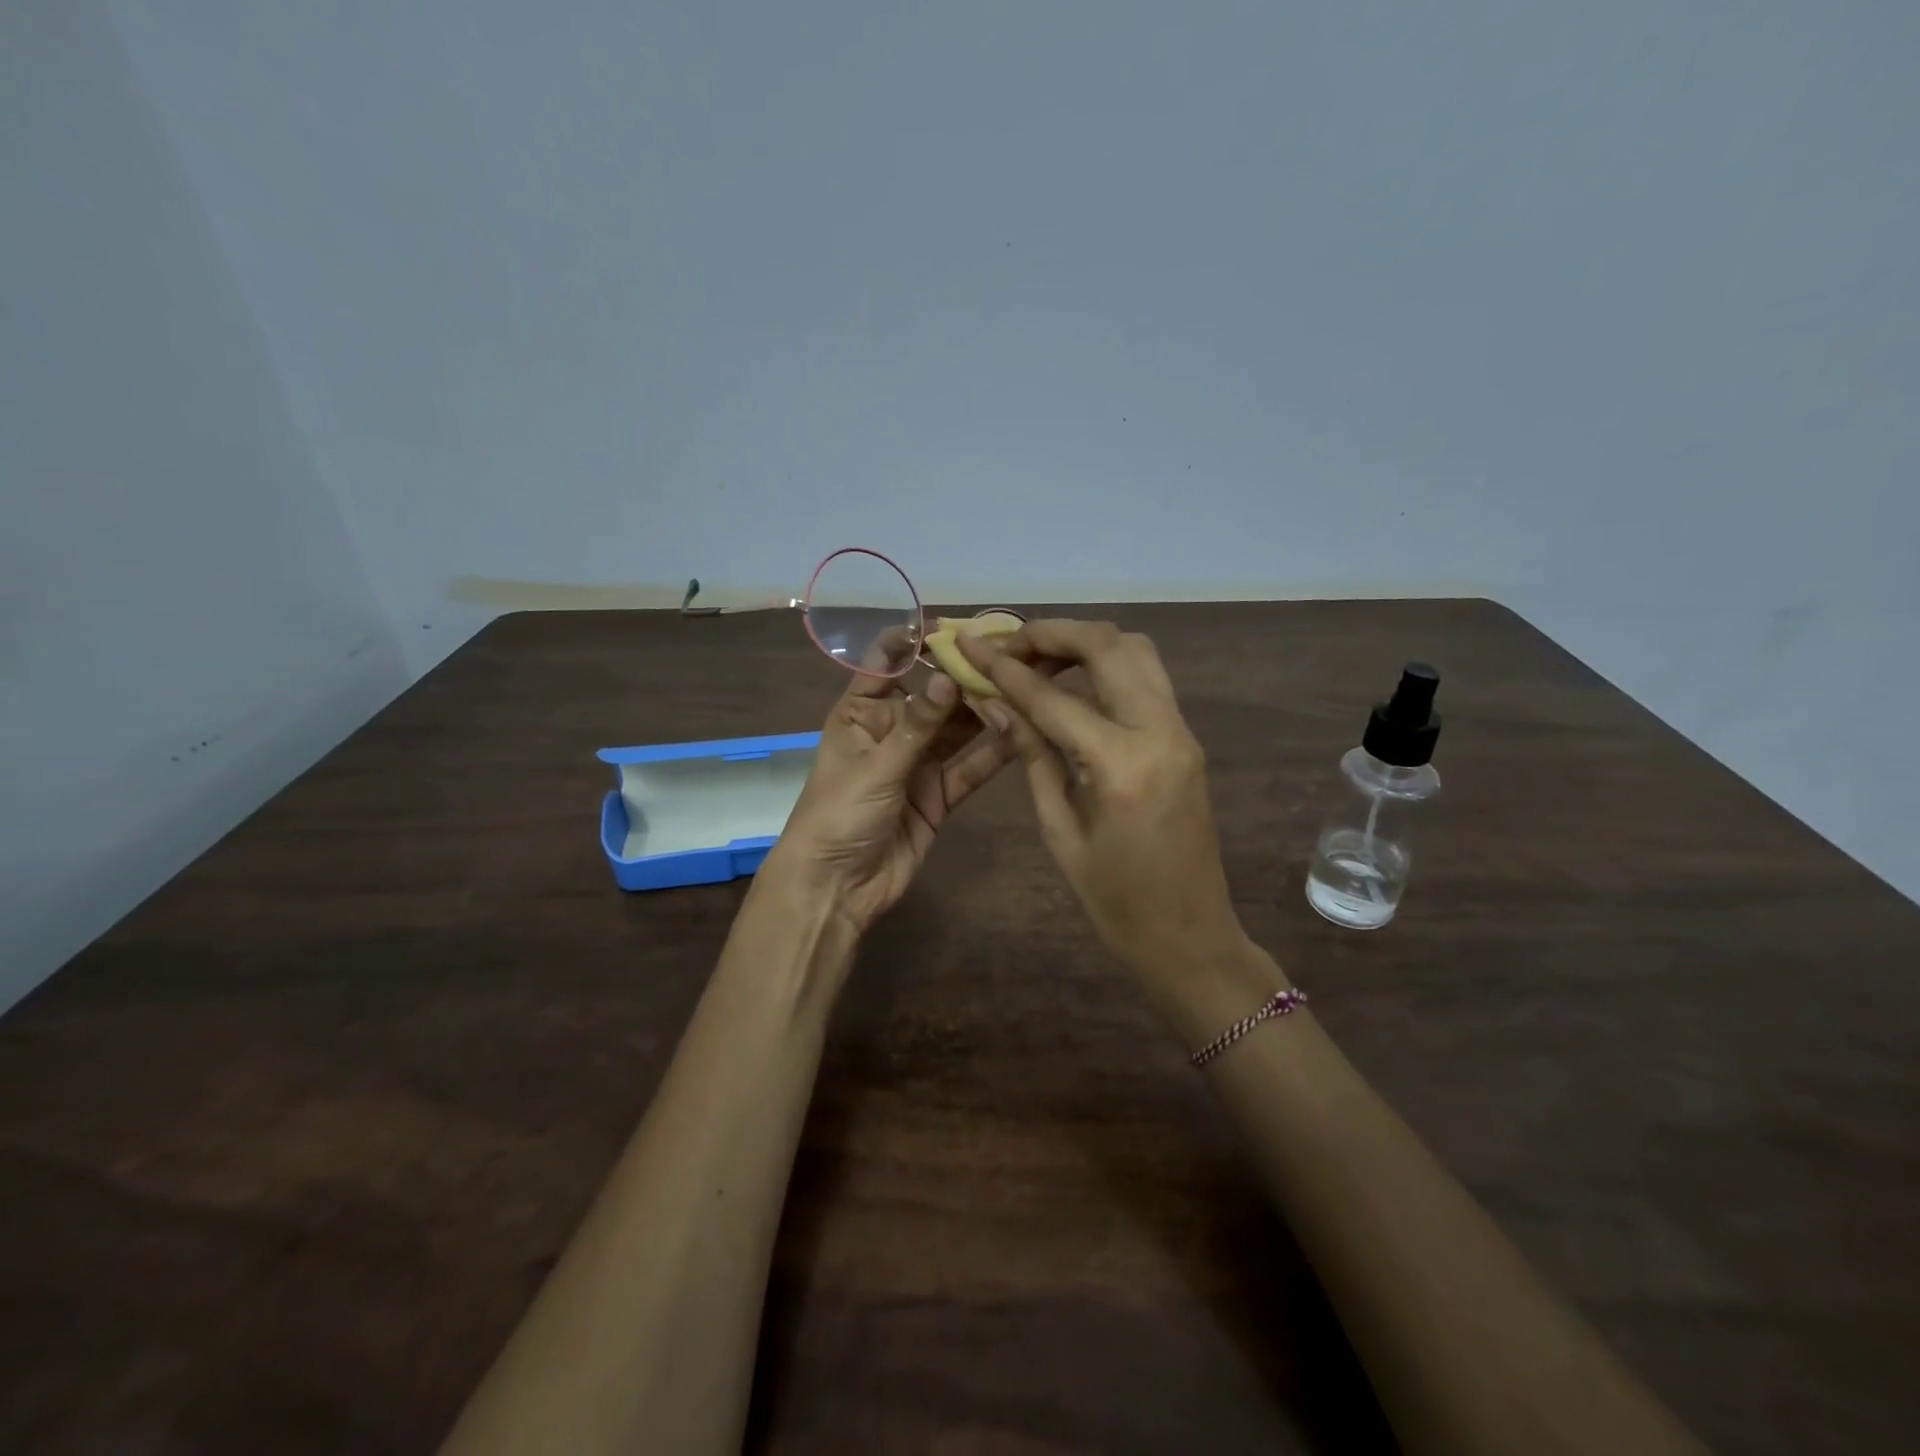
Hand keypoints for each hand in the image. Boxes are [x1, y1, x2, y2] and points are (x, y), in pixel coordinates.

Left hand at [766, 638, 1021, 936]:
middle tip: (1010, 653)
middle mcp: (893, 731)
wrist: (835, 889)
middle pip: (933, 696)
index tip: (952, 627)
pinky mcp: (939, 796)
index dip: (914, 642)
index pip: (886, 664)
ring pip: (958, 730)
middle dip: (965, 676)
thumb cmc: (837, 816)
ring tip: (1025, 685)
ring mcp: (918, 764)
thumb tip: (949, 677)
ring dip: (986, 711)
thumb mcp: (875, 766)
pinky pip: (970, 769)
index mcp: (861, 713)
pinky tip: (1023, 732)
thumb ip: (918, 725)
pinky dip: (993, 753)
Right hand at [957, 620, 1254, 1014]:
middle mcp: (1161, 732)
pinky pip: (1146, 679)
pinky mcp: (1186, 738)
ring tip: (1036, 659)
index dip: (1005, 668)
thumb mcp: (1060, 832)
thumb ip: (1032, 757)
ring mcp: (1181, 731)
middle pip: (1108, 645)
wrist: (1191, 936)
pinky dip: (1106, 666)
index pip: (1053, 697)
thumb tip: (996, 705)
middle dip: (1052, 633)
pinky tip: (1070, 685)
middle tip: (1007, 644)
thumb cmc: (1115, 902)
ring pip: (1136, 651)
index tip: (970, 644)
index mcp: (1123, 765)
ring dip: (1084, 643)